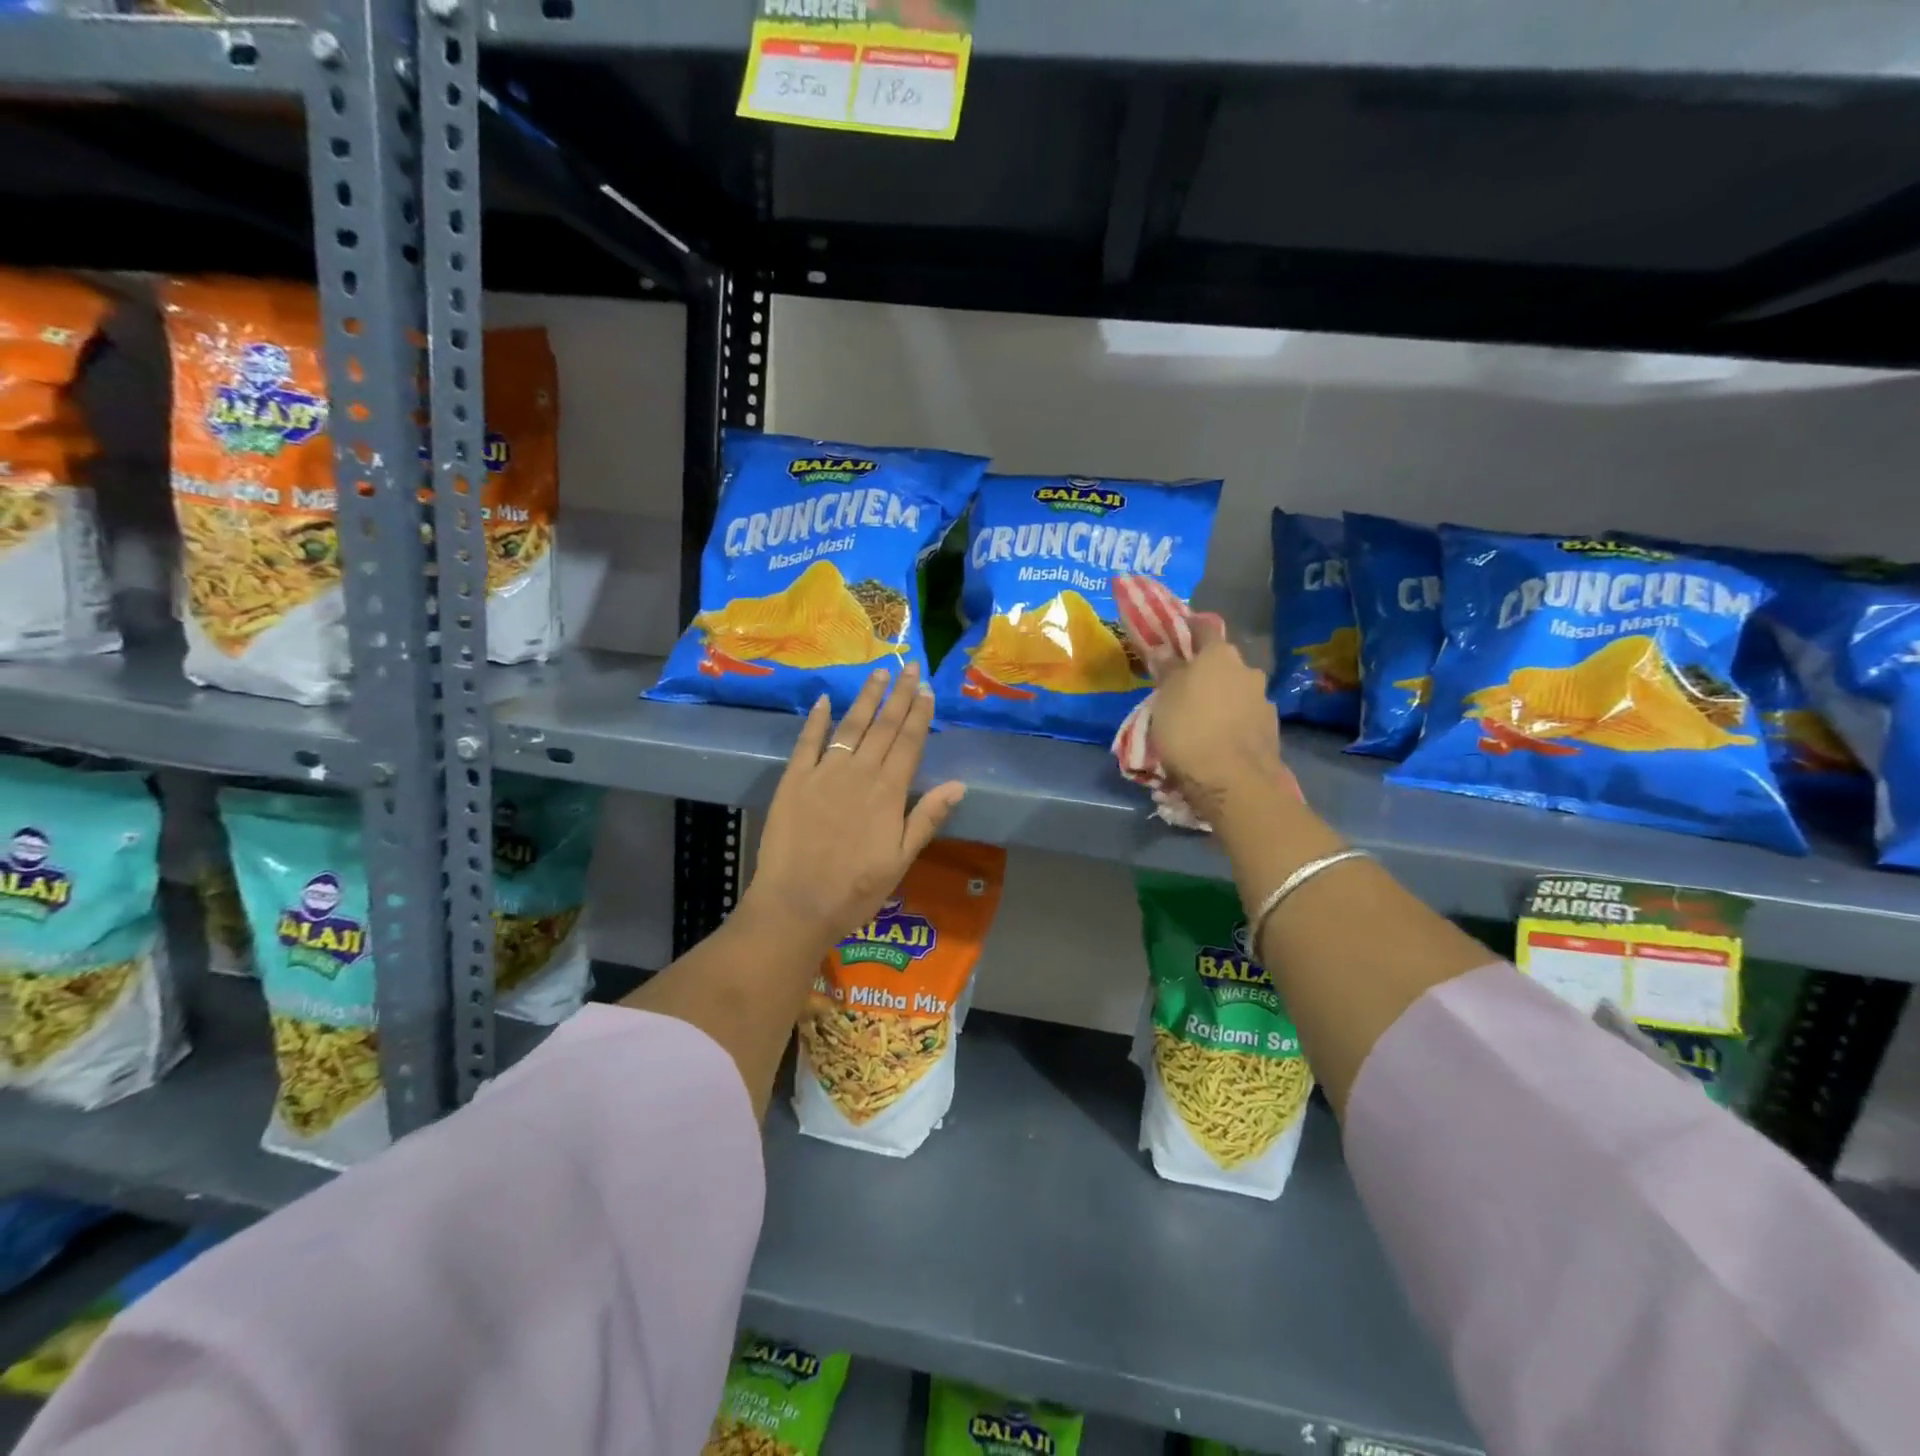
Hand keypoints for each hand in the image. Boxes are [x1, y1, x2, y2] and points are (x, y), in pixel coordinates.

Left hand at [743, 661, 965, 949]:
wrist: (796, 904)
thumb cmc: (855, 890)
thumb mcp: (900, 860)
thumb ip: (927, 818)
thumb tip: (959, 784)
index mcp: (888, 792)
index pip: (909, 742)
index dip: (919, 714)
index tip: (926, 688)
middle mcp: (859, 773)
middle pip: (883, 726)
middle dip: (898, 695)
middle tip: (908, 666)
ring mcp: (823, 773)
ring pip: (850, 727)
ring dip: (865, 699)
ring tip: (878, 673)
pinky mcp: (793, 780)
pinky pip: (807, 742)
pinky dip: (816, 720)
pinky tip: (824, 700)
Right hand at [1142, 617, 1296, 823]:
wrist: (1232, 781)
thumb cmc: (1188, 730)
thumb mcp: (1164, 698)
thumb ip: (1167, 669)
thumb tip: (1163, 647)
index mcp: (1219, 654)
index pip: (1204, 627)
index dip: (1189, 628)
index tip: (1175, 636)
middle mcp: (1247, 669)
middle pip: (1222, 662)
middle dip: (1205, 670)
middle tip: (1183, 688)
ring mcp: (1263, 699)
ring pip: (1236, 690)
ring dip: (1221, 698)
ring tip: (1201, 719)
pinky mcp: (1271, 728)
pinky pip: (1245, 716)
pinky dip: (1233, 721)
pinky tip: (1220, 738)